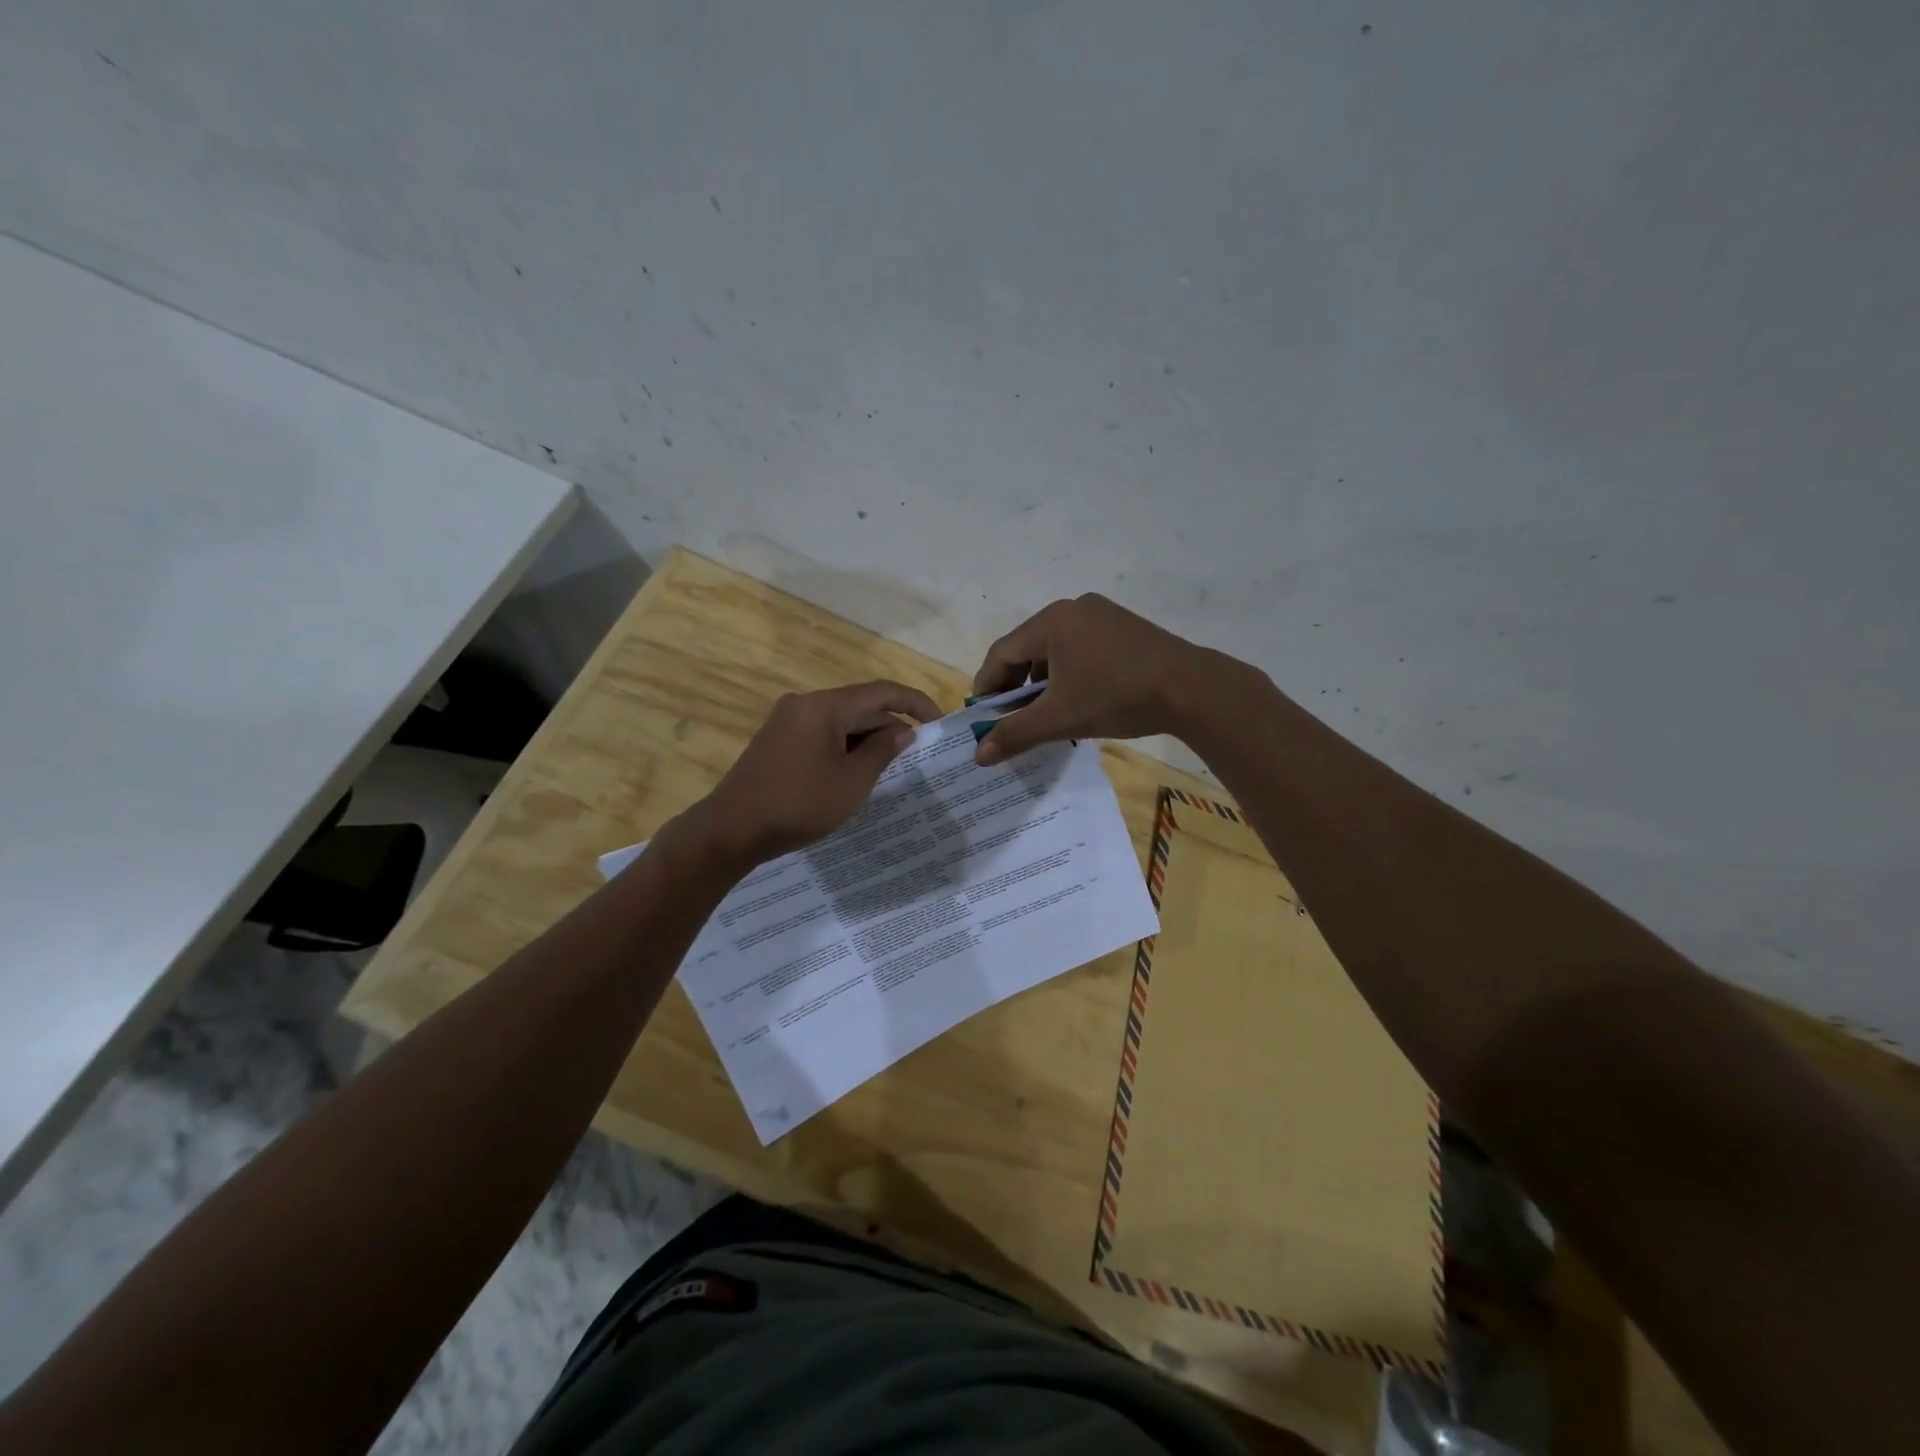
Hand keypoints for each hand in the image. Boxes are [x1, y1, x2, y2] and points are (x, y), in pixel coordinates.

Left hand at [681, 680, 940, 865]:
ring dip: (868, 738)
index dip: (915, 703)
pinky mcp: (778, 739)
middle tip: (917, 754)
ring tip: (891, 767)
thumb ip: (882, 751)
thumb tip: (903, 731)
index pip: (881, 692)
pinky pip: (822, 733)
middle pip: (860, 705)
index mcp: (825, 706)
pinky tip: (856, 771)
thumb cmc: (799, 804)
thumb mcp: (852, 782)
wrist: (731, 829)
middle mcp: (805, 703)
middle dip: (891, 726)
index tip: (939, 722)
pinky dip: (845, 746)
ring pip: (841, 721)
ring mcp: (787, 720)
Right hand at [971, 595, 1231, 764]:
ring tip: (1043, 714)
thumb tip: (978, 755)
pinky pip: (1081, 649)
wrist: (1191, 689)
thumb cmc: (1116, 697)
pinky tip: (1077, 700)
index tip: (981, 717)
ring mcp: (1103, 615)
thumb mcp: (1060, 719)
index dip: (986, 686)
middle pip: (1028, 648)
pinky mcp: (1124, 628)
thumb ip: (1015, 734)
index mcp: (1052, 621)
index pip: (1002, 652)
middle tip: (1009, 719)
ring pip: (1056, 650)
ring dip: (1042, 682)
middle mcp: (1074, 609)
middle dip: (1014, 686)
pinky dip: (1069, 674)